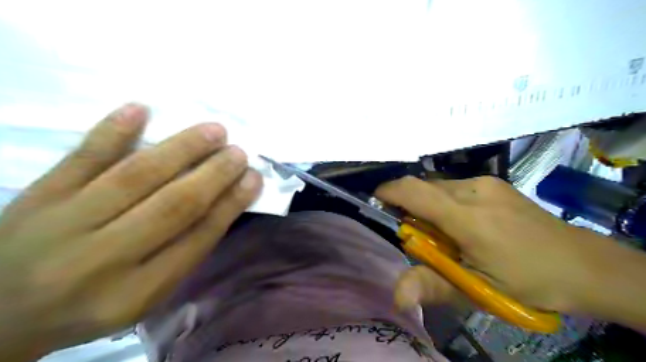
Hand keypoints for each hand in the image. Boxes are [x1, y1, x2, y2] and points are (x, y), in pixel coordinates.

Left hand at [0, 104, 260, 359]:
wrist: (2, 312)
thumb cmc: (93, 303)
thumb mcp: (146, 295)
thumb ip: (185, 253)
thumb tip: (225, 203)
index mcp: (138, 291)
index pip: (198, 238)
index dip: (231, 204)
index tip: (253, 179)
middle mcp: (104, 258)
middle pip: (173, 206)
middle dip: (213, 175)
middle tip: (239, 152)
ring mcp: (66, 222)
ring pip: (135, 176)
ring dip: (180, 149)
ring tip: (214, 131)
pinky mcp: (39, 196)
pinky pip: (80, 158)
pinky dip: (111, 132)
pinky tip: (140, 109)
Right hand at [374, 175, 611, 313]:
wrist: (583, 265)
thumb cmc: (527, 282)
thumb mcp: (477, 290)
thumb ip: (433, 286)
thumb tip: (397, 294)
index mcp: (467, 218)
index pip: (414, 191)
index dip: (389, 192)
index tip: (376, 202)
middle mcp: (474, 191)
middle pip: (423, 188)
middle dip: (411, 207)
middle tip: (423, 238)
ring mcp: (486, 183)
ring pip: (438, 187)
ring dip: (430, 206)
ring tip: (448, 234)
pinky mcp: (494, 183)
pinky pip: (454, 187)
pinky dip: (446, 202)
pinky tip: (465, 224)